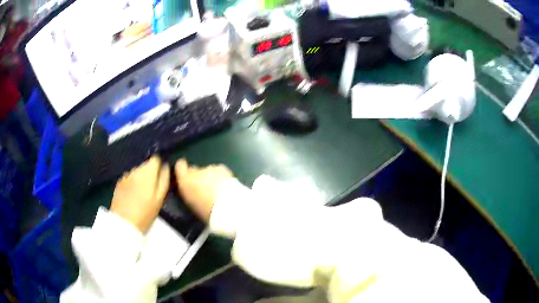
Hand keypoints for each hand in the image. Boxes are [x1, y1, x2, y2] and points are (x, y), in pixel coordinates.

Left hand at [111, 156, 169, 232]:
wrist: (123, 223)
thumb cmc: (145, 214)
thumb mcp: (159, 199)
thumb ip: (164, 180)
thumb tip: (166, 166)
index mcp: (147, 172)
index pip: (155, 158)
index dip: (159, 165)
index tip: (161, 175)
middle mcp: (136, 170)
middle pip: (145, 164)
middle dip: (150, 172)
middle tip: (152, 188)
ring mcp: (126, 175)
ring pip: (137, 171)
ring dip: (140, 177)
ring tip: (141, 192)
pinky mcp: (119, 182)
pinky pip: (129, 178)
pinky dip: (132, 183)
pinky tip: (132, 195)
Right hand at [175, 159, 232, 222]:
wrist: (225, 207)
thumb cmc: (205, 211)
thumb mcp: (191, 203)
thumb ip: (189, 192)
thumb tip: (190, 189)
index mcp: (184, 181)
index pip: (180, 165)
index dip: (184, 169)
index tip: (186, 175)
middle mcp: (195, 171)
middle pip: (195, 170)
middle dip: (198, 177)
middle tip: (205, 188)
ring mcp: (209, 168)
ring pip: (208, 171)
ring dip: (211, 177)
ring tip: (218, 189)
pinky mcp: (222, 168)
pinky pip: (219, 170)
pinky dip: (221, 176)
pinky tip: (226, 185)